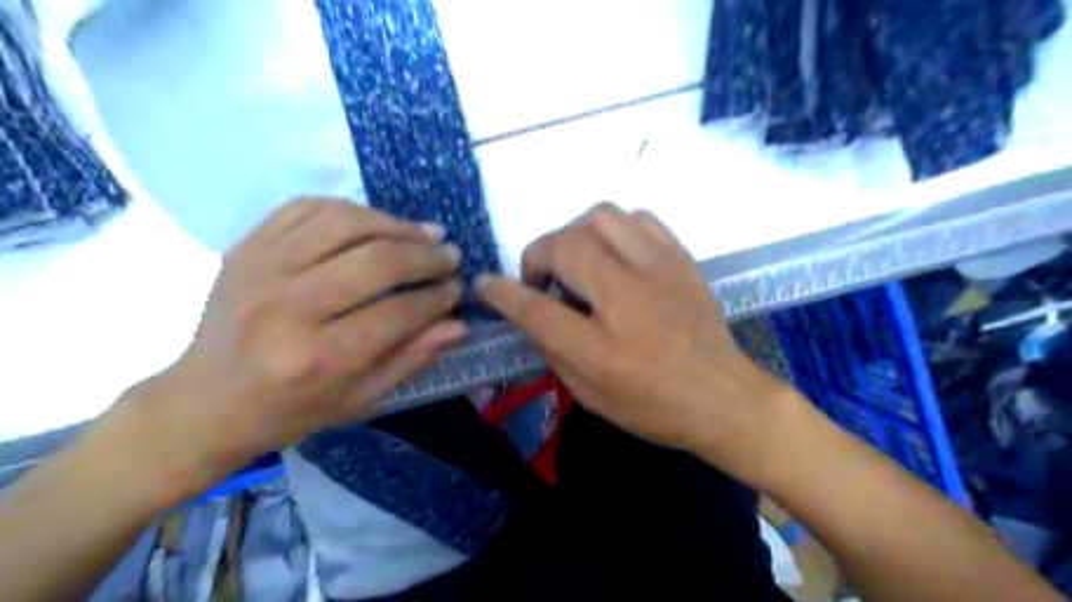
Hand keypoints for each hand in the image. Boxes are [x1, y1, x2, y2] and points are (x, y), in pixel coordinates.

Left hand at [119, 199, 464, 493]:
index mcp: (318, 357)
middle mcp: (288, 307)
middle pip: (375, 261)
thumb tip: (459, 323)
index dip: (437, 297)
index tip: (457, 288)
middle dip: (425, 255)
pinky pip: (306, 207)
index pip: (397, 313)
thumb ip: (413, 358)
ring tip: (423, 233)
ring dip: (395, 224)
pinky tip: (374, 222)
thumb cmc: (291, 410)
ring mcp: (261, 269)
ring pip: (344, 222)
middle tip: (451, 256)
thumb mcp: (361, 399)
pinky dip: (350, 209)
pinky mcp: (246, 248)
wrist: (205, 401)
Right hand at [479, 201, 802, 483]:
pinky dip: (614, 230)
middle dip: (538, 256)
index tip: (486, 284)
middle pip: (565, 246)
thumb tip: (529, 311)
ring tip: (578, 263)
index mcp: (602, 350)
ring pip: (600, 217)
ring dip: (574, 236)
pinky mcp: (681, 258)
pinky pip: (638, 218)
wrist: (724, 397)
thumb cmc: (654, 407)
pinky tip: (614, 255)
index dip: (502, 292)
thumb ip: (553, 348)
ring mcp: (660, 271)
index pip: (535, 308)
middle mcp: (628, 299)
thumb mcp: (591, 395)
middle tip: (544, 280)